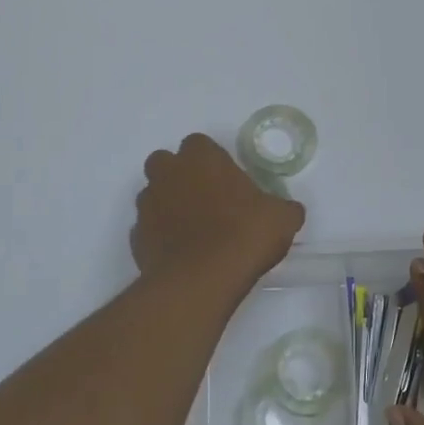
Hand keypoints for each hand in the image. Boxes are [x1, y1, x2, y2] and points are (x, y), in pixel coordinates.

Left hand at [132, 134, 305, 283]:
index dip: (212, 161)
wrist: (201, 280)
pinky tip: (180, 254)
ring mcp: (147, 205)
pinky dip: (159, 237)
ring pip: (152, 195)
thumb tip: (288, 211)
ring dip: (167, 205)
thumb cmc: (244, 235)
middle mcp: (168, 173)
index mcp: (201, 157)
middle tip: (205, 200)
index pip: (200, 144)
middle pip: (166, 163)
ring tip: (192, 230)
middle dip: (179, 176)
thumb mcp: (282, 218)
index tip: (228, 181)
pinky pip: (147, 229)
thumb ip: (283, 208)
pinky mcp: (135, 237)